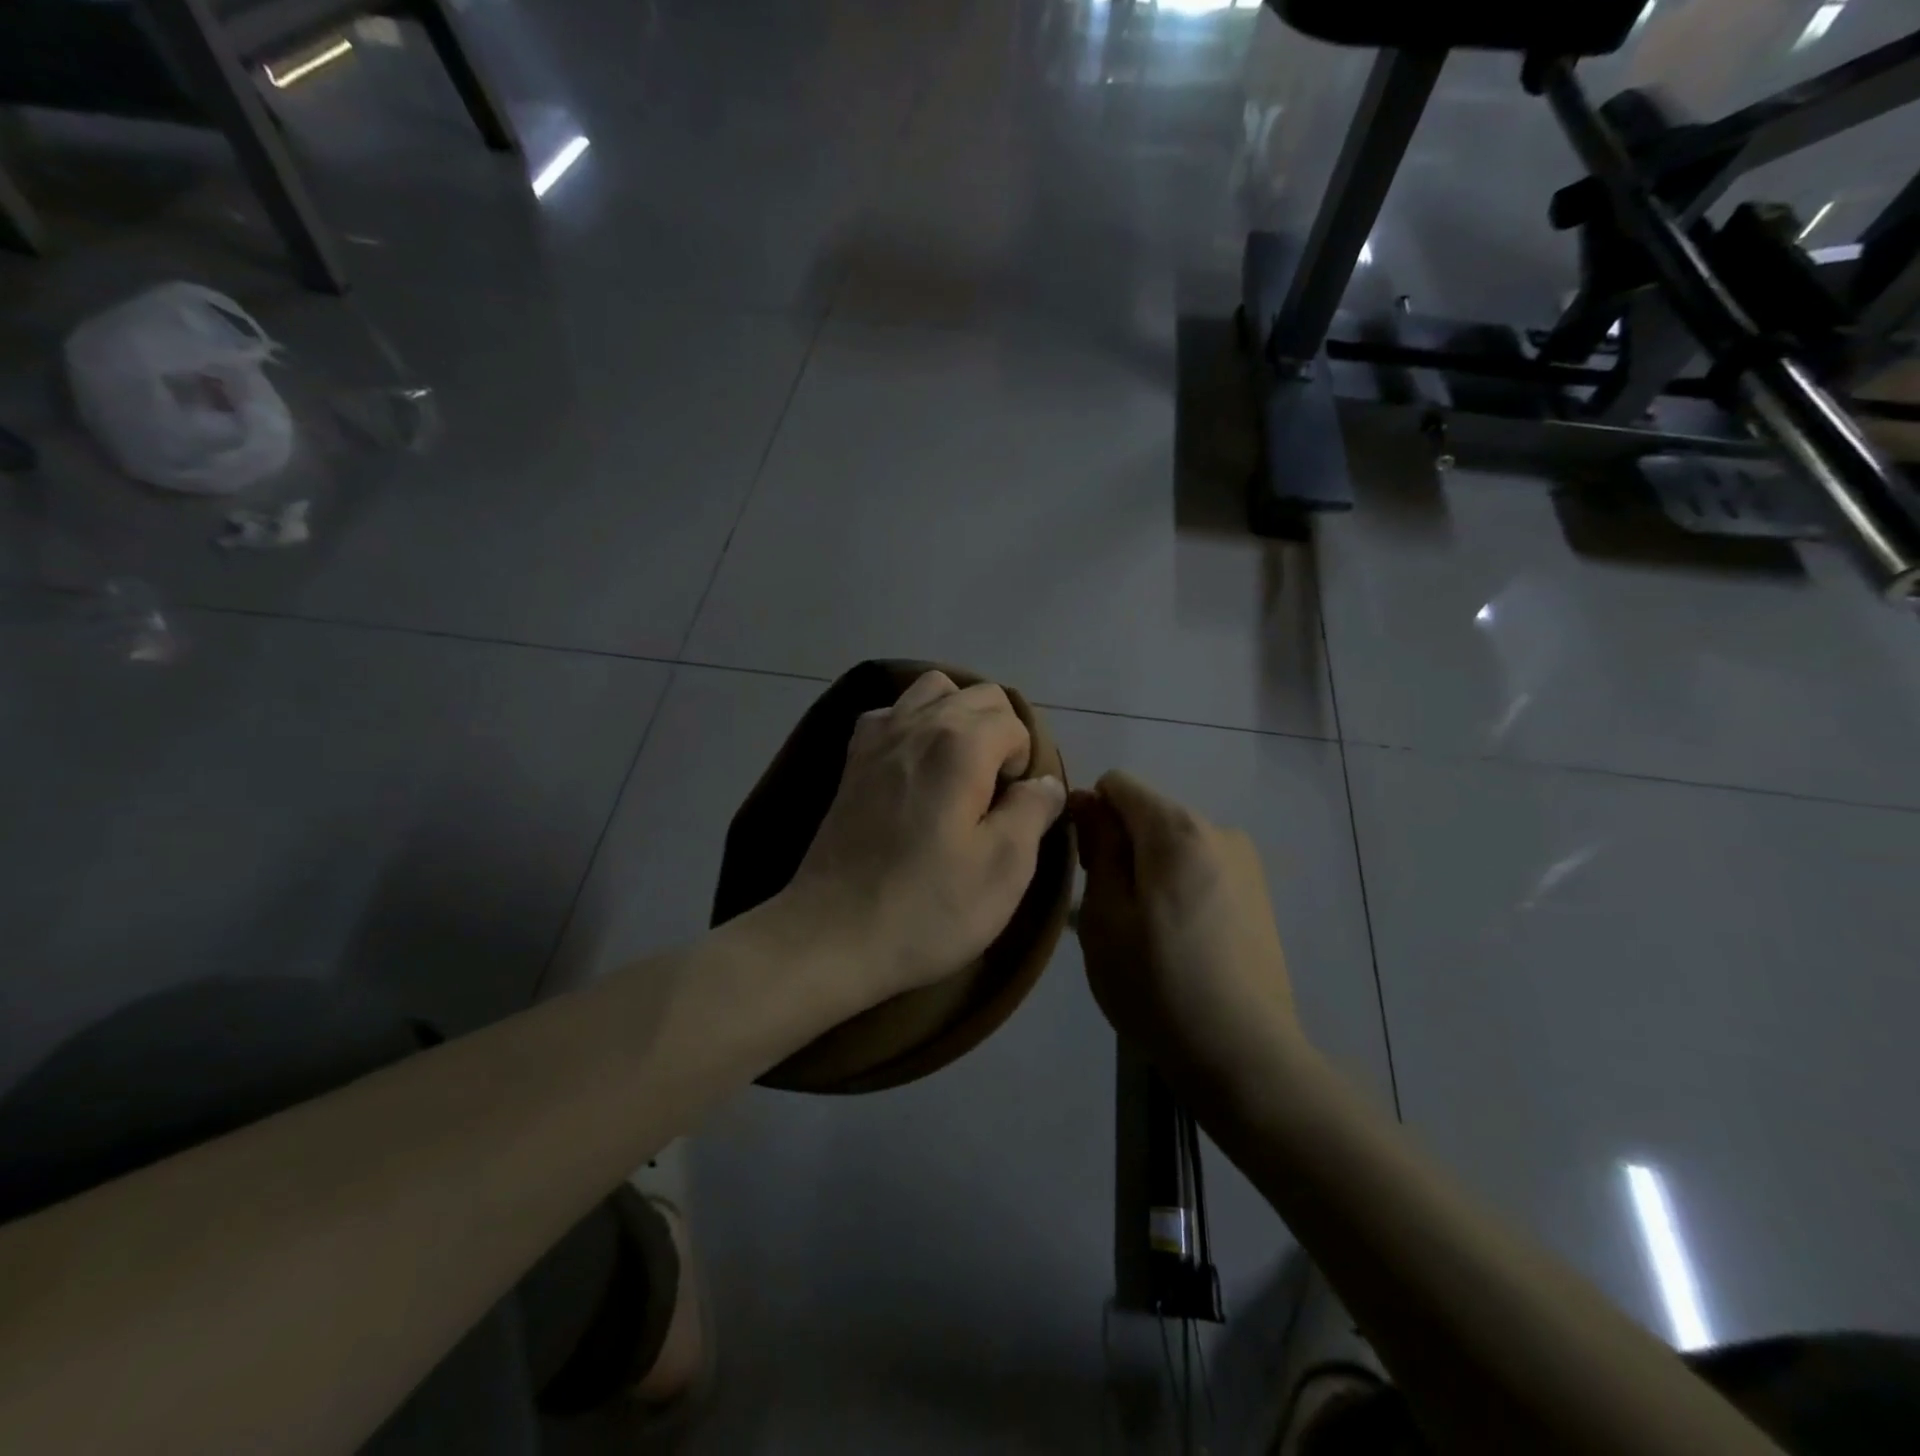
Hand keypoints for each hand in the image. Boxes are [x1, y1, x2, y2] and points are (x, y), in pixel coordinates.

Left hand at [782, 671, 1066, 1007]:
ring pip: (932, 690)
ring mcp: (877, 738)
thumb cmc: (928, 907)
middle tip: (996, 792)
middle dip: (1000, 731)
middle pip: (978, 695)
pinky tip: (915, 769)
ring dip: (958, 717)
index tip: (1013, 810)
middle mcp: (917, 724)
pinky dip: (914, 724)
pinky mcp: (852, 761)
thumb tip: (1046, 781)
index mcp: (960, 744)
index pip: (1014, 722)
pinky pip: (892, 714)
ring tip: (961, 769)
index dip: (1026, 763)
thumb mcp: (1004, 868)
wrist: (832, 935)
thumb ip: (1033, 811)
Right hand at [1071, 771, 1304, 1096]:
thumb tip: (1088, 799)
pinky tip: (1180, 941)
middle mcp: (1219, 829)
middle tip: (1111, 912)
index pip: (1117, 784)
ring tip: (1146, 933)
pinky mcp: (1260, 894)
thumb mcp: (1105, 916)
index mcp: (1177, 829)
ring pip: (1174, 843)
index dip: (1090, 816)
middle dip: (1121, 846)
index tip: (1085, 868)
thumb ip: (1098, 846)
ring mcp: (1246, 862)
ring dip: (1149, 869)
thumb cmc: (1158, 985)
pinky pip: (1201, 868)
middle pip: (1148, 813)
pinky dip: (1179, 887)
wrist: (1245, 1057)